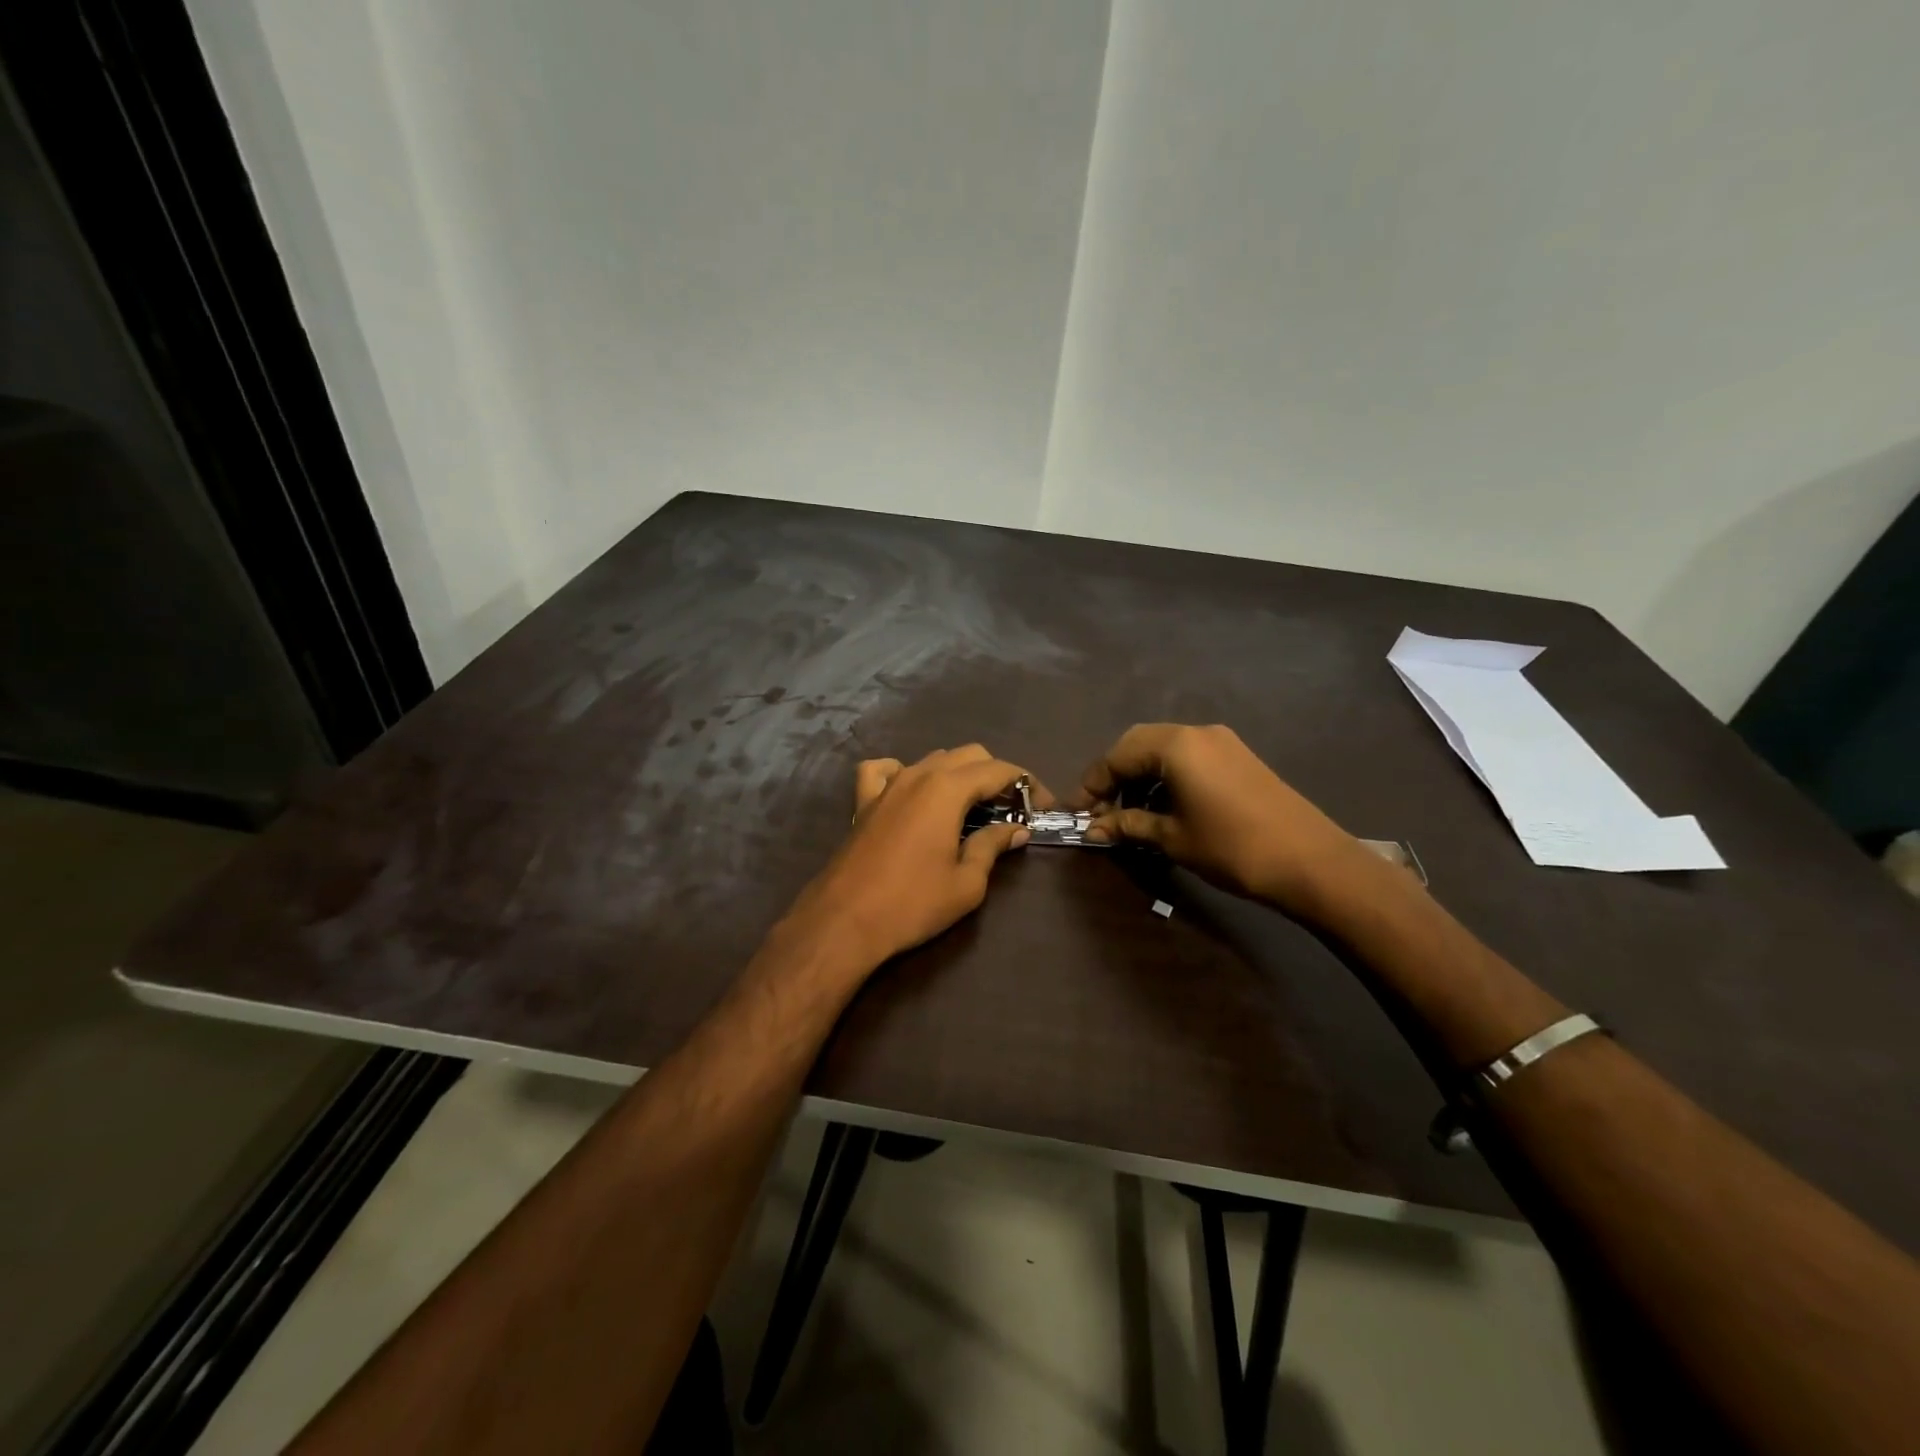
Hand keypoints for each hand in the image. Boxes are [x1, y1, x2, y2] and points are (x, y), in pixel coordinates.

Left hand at [781, 745, 1033, 971]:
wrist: (844, 921)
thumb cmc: (912, 903)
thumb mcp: (967, 882)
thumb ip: (992, 846)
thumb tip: (1016, 830)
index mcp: (947, 789)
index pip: (998, 770)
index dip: (1027, 783)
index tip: (1043, 807)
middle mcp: (918, 775)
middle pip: (968, 755)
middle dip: (996, 775)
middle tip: (1012, 808)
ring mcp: (887, 785)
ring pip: (932, 759)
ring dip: (958, 774)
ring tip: (972, 806)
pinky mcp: (864, 802)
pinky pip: (884, 770)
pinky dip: (904, 772)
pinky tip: (911, 790)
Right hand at [1078, 723, 1366, 912]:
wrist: (1311, 861)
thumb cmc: (1232, 847)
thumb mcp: (1172, 837)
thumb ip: (1128, 825)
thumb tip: (1092, 829)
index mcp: (1175, 745)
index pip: (1116, 755)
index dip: (1092, 785)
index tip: (1078, 814)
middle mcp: (1196, 732)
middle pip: (1138, 745)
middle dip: (1115, 776)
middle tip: (1102, 812)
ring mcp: (1221, 742)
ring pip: (1164, 749)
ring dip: (1141, 777)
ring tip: (1132, 815)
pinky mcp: (1238, 757)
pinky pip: (1189, 757)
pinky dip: (1167, 776)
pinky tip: (1165, 807)